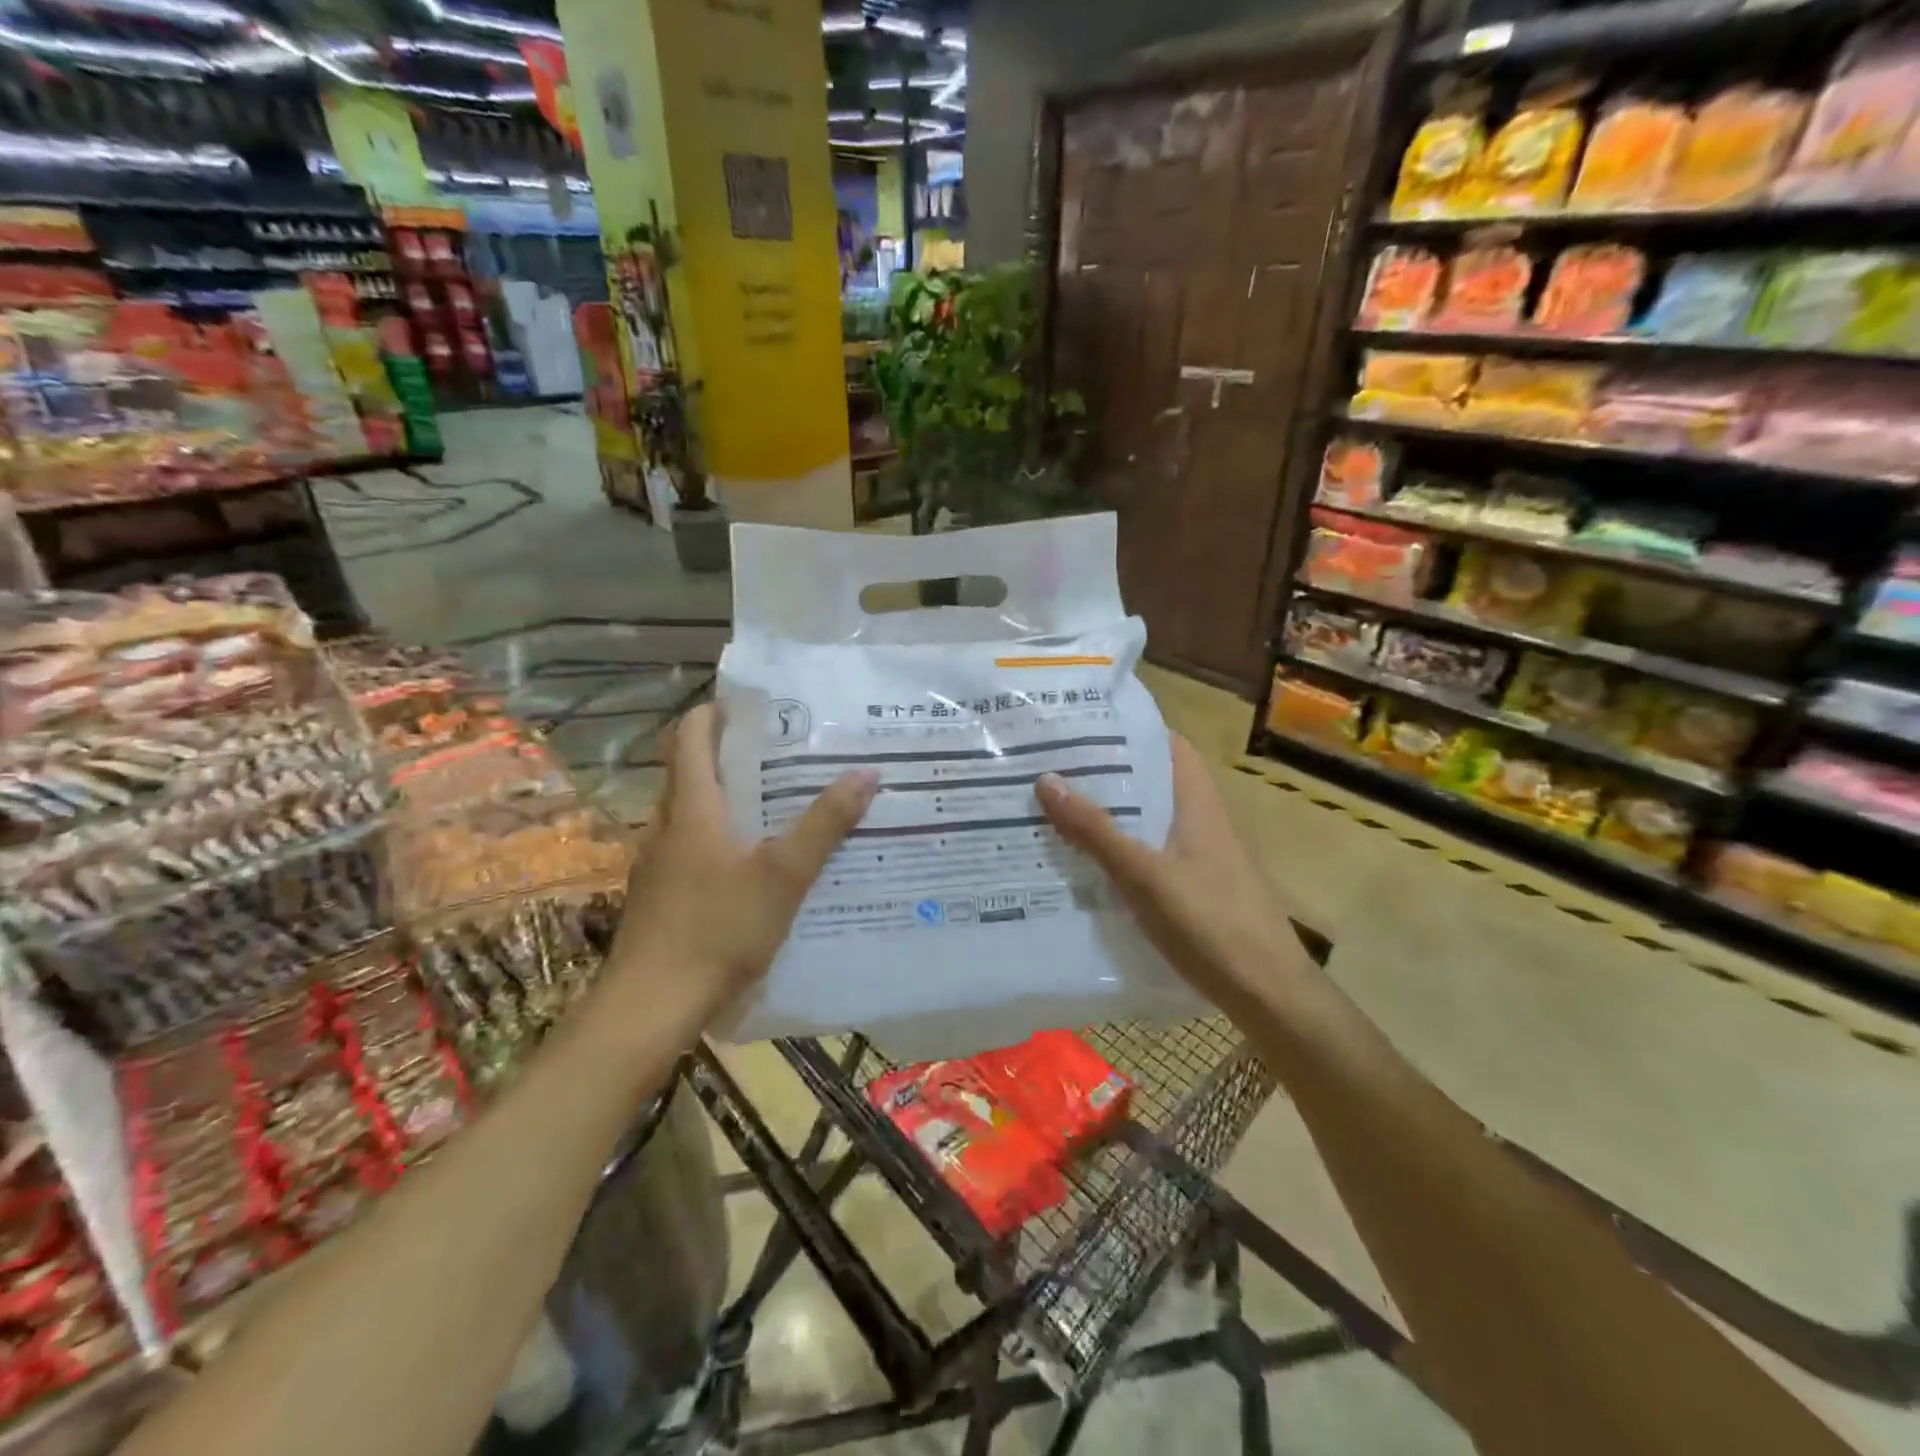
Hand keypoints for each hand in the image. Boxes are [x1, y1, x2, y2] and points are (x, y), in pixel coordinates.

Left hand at [611, 703, 878, 1017]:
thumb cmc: (718, 929)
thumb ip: (825, 824)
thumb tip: (867, 773)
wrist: (651, 1005)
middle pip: (689, 772)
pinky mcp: (657, 896)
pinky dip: (715, 838)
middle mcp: (667, 827)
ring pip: (688, 813)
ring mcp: (657, 864)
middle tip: (779, 753)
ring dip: (722, 799)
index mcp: (692, 809)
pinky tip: (747, 865)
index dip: (714, 713)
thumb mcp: (784, 875)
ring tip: (772, 803)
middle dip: (727, 755)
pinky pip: (687, 848)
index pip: (690, 738)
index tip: (752, 707)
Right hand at [1035, 734, 1304, 1011]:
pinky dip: (1121, 851)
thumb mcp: (1145, 875)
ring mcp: (1201, 856)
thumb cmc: (1210, 923)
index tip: (1082, 730)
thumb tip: (1046, 780)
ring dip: (1110, 816)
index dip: (1130, 733)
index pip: (1168, 746)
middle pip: (1152, 783)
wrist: (1268, 994)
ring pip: (1148, 821)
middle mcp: (1201, 821)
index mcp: (1197, 803)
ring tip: (1058, 810)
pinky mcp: (1196, 888)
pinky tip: (1087, 865)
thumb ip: (1096, 831)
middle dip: (1107, 776)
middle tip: (1053, 770)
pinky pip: (1151, 855)